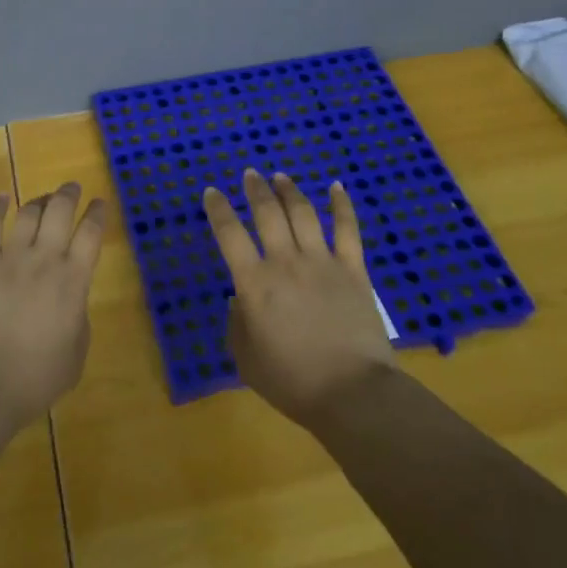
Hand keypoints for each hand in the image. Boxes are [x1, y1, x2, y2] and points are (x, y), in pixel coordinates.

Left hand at [0, 183, 106, 429]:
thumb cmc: (36, 377)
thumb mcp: (76, 354)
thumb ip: (78, 319)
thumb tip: (70, 302)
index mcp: (74, 281)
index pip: (91, 234)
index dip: (97, 214)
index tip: (100, 203)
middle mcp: (44, 259)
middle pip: (59, 212)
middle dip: (68, 195)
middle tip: (72, 188)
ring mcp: (10, 258)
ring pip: (28, 214)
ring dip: (38, 200)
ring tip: (43, 197)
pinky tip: (1, 198)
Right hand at [204, 169, 398, 426]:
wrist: (353, 393)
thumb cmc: (292, 381)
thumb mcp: (246, 358)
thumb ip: (237, 324)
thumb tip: (240, 300)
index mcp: (254, 283)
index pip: (229, 234)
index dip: (218, 209)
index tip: (211, 193)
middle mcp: (285, 262)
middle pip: (267, 213)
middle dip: (255, 189)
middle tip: (249, 174)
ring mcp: (322, 262)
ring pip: (303, 213)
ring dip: (289, 191)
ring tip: (280, 176)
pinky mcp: (354, 270)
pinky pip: (347, 229)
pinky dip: (341, 205)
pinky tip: (336, 187)